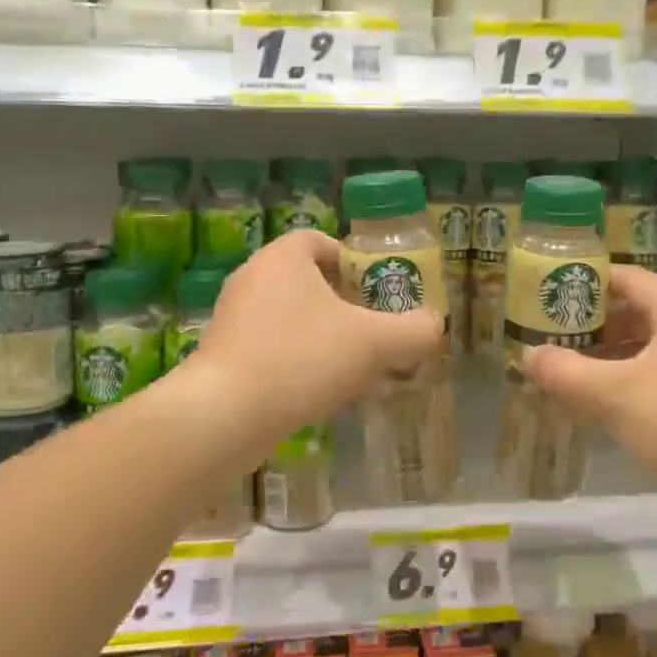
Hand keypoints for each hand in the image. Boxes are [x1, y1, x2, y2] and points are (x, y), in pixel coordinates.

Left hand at [193, 230, 443, 441]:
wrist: (226, 415)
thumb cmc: (302, 359)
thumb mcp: (374, 343)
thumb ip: (414, 331)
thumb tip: (434, 327)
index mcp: (283, 258)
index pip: (321, 241)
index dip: (353, 263)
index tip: (375, 294)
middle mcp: (252, 278)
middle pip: (307, 281)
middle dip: (342, 305)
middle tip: (370, 332)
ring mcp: (232, 317)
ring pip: (288, 317)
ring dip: (319, 337)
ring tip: (348, 368)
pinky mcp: (222, 354)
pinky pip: (269, 347)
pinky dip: (295, 361)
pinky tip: (315, 392)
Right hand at [521, 266, 656, 513]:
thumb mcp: (613, 393)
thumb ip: (565, 371)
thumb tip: (527, 355)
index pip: (628, 278)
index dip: (588, 280)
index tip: (550, 291)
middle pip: (633, 312)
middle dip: (590, 323)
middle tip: (548, 333)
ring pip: (642, 348)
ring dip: (603, 356)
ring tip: (562, 367)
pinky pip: (652, 377)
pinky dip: (621, 381)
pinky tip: (594, 401)